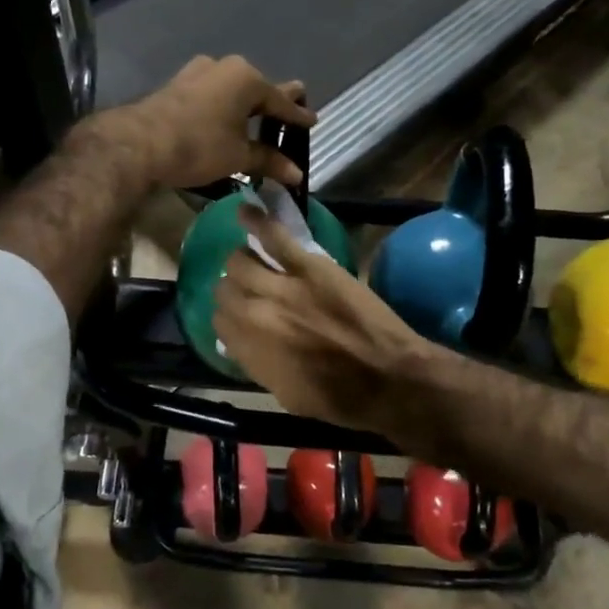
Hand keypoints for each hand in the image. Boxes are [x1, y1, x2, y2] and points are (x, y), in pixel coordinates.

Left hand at [113, 55, 313, 190]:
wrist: (139, 144)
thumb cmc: (199, 146)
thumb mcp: (239, 156)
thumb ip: (269, 161)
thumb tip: (297, 174)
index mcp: (247, 78)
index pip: (281, 101)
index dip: (298, 116)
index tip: (313, 122)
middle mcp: (225, 67)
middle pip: (257, 88)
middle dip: (274, 103)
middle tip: (292, 109)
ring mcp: (198, 72)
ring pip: (232, 88)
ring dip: (246, 104)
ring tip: (259, 118)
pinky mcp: (178, 84)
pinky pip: (213, 93)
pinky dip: (225, 106)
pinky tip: (226, 118)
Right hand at [213, 205, 432, 432]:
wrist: (389, 378)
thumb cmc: (340, 398)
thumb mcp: (286, 394)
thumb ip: (257, 363)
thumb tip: (242, 342)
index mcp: (249, 350)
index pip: (218, 324)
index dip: (227, 320)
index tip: (238, 320)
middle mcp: (254, 316)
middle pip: (224, 290)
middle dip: (231, 292)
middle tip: (247, 292)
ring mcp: (281, 286)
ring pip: (240, 262)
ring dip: (241, 263)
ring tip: (251, 262)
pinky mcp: (309, 266)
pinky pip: (274, 237)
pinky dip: (256, 221)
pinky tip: (246, 211)